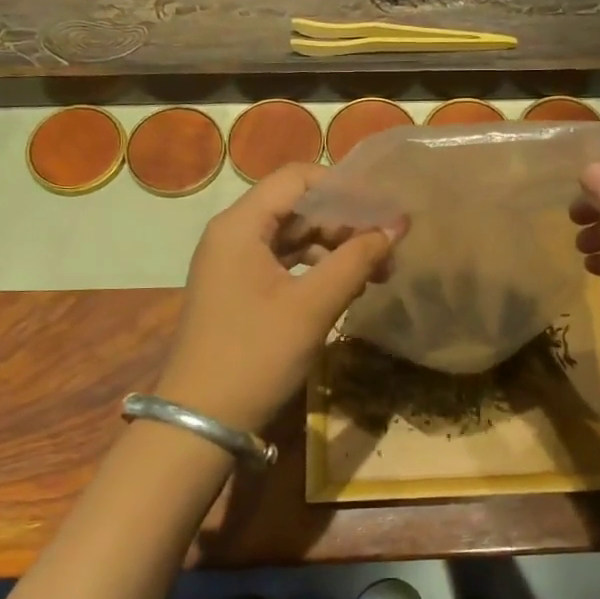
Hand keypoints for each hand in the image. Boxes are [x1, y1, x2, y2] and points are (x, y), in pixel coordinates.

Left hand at [156, 163, 403, 435]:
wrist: (202, 421)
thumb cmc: (255, 354)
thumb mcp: (312, 306)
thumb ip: (356, 260)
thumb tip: (397, 226)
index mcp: (240, 225)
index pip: (297, 178)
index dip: (344, 188)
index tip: (383, 211)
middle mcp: (232, 234)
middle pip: (297, 207)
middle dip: (345, 223)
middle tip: (387, 249)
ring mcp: (233, 263)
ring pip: (293, 236)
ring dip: (335, 248)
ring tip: (376, 272)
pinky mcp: (238, 290)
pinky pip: (283, 263)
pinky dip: (316, 268)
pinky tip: (346, 287)